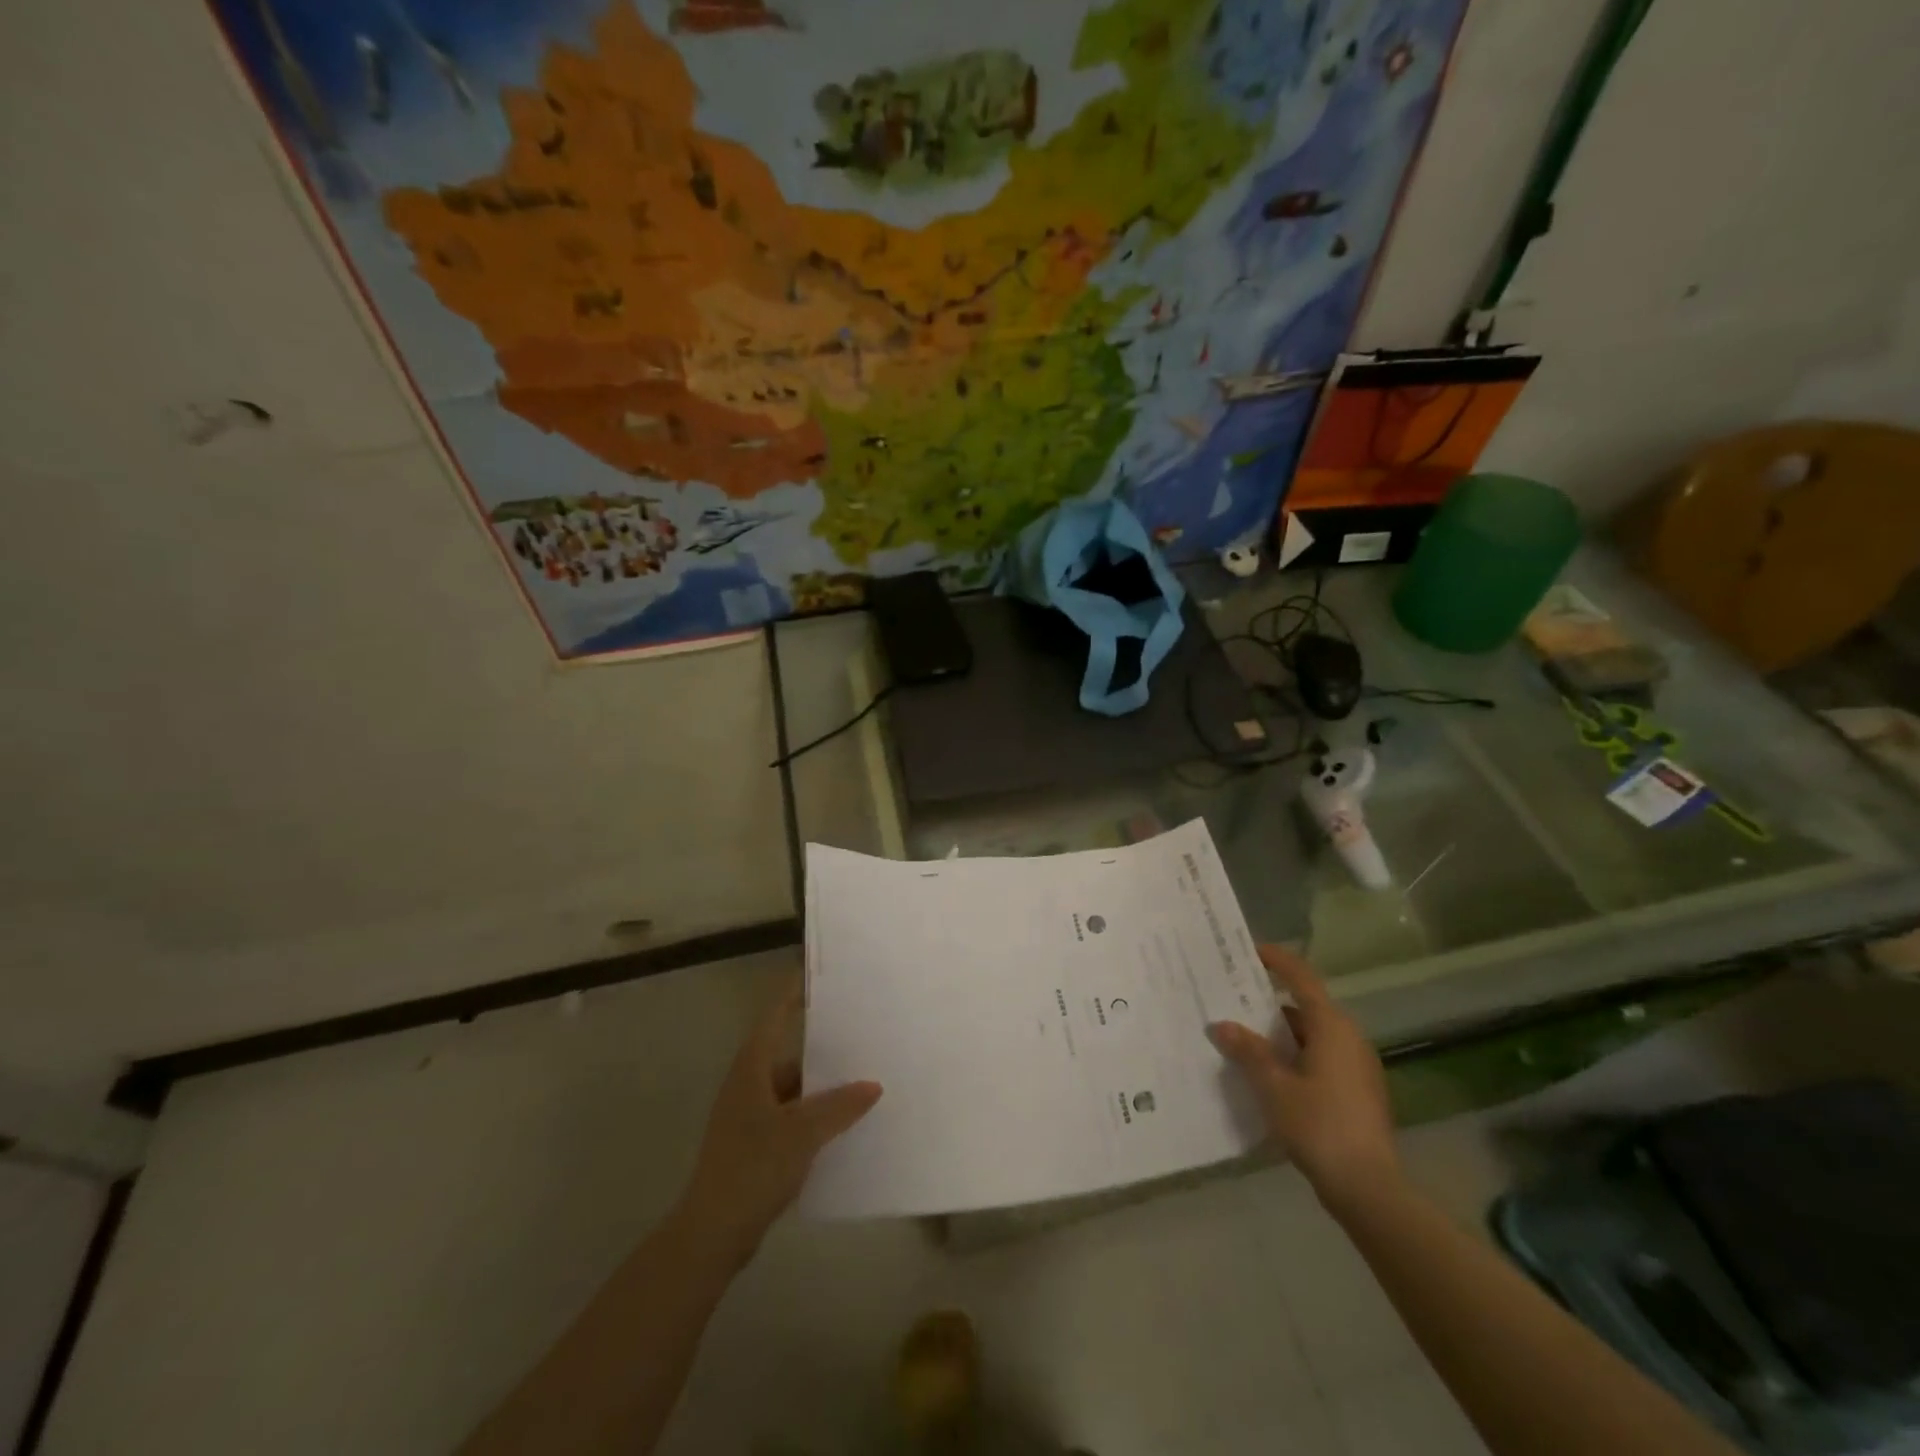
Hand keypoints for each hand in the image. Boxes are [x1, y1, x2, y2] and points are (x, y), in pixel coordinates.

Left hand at [676, 982, 881, 1266]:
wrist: (711, 1234)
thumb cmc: (752, 1168)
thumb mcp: (802, 1133)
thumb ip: (839, 1106)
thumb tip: (873, 1085)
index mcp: (751, 1069)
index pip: (775, 1017)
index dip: (794, 994)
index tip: (819, 974)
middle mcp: (748, 1084)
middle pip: (787, 1051)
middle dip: (821, 1043)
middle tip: (859, 1029)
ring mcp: (749, 1116)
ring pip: (792, 1087)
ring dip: (821, 1084)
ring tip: (861, 1076)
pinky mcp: (755, 1144)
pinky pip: (791, 1115)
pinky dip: (814, 1113)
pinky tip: (842, 1122)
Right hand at [1207, 945, 1400, 1216]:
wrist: (1369, 1189)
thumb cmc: (1319, 1125)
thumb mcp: (1273, 1086)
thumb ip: (1247, 1051)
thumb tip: (1222, 1025)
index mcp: (1332, 1027)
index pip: (1302, 979)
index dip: (1278, 961)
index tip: (1251, 950)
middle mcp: (1350, 1039)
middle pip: (1306, 1008)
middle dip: (1269, 1003)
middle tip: (1233, 1001)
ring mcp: (1358, 1067)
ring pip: (1313, 1036)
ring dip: (1281, 1035)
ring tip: (1243, 1040)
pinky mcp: (1359, 1093)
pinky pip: (1321, 1059)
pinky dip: (1295, 1057)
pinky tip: (1269, 1076)